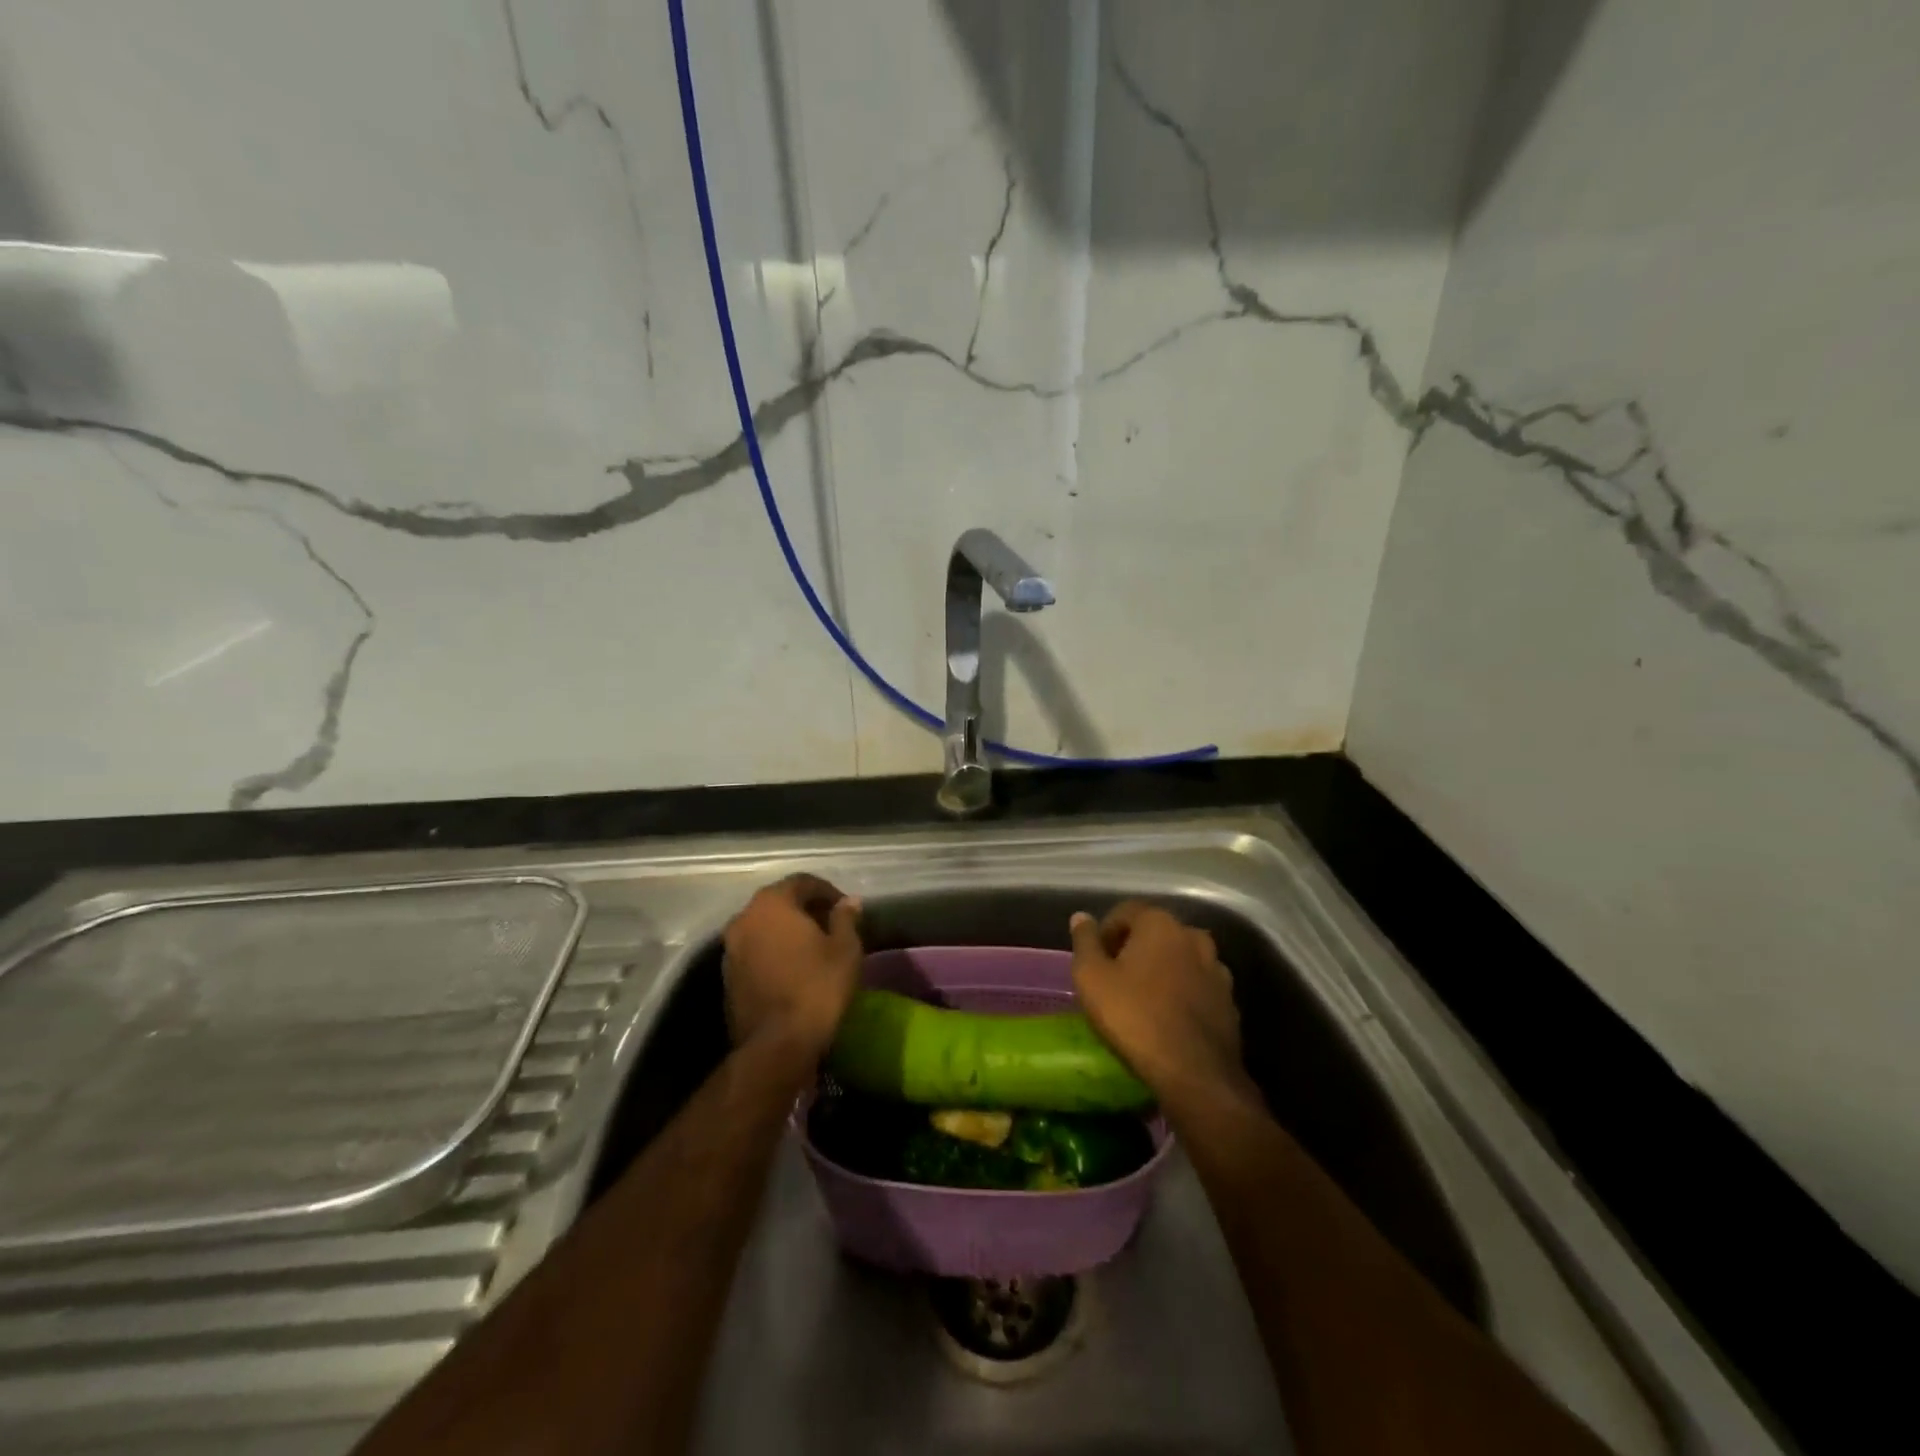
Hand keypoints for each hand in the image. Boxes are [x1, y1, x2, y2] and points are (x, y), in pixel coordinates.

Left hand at [721, 874, 863, 1056]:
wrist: (777, 1045)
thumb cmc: (818, 987)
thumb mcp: (845, 949)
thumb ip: (845, 918)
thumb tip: (849, 901)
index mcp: (772, 903)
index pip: (802, 882)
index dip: (827, 891)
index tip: (846, 908)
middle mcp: (744, 918)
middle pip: (779, 902)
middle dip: (806, 910)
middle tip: (832, 926)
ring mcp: (730, 949)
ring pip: (764, 928)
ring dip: (787, 932)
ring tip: (814, 949)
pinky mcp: (727, 977)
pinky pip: (755, 952)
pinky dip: (774, 952)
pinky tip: (794, 969)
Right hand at [1069, 902, 1245, 1099]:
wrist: (1196, 1073)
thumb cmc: (1134, 1017)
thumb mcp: (1092, 978)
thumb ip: (1085, 942)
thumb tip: (1081, 917)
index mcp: (1159, 923)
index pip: (1125, 911)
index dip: (1106, 932)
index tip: (1095, 959)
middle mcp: (1193, 936)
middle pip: (1155, 933)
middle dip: (1134, 949)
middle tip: (1114, 978)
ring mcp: (1217, 968)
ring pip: (1179, 959)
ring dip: (1161, 971)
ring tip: (1143, 1000)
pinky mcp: (1230, 1000)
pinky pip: (1197, 986)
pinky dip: (1182, 993)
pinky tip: (1168, 1018)